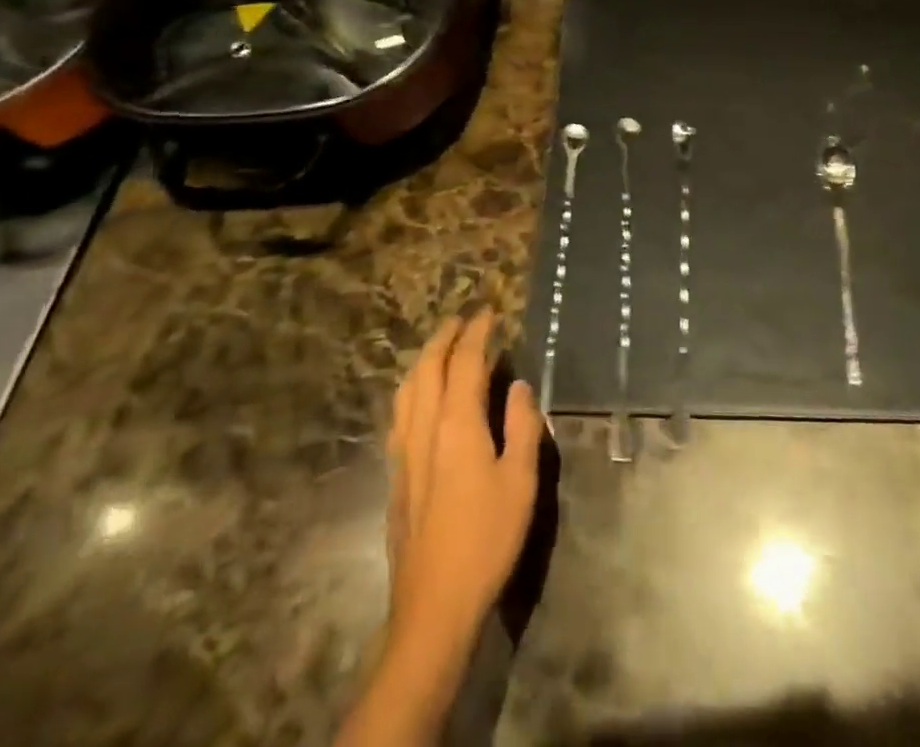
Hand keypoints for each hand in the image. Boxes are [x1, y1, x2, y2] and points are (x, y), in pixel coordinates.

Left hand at [385, 312, 542, 651]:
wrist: (433, 606)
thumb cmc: (486, 540)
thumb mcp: (521, 481)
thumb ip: (523, 427)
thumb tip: (519, 386)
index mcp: (457, 424)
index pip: (465, 362)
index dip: (477, 333)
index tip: (489, 312)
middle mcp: (424, 428)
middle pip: (428, 368)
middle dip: (444, 337)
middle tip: (462, 320)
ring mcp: (404, 453)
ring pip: (407, 389)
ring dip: (424, 360)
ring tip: (441, 349)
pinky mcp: (395, 475)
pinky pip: (400, 413)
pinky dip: (413, 389)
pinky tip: (421, 400)